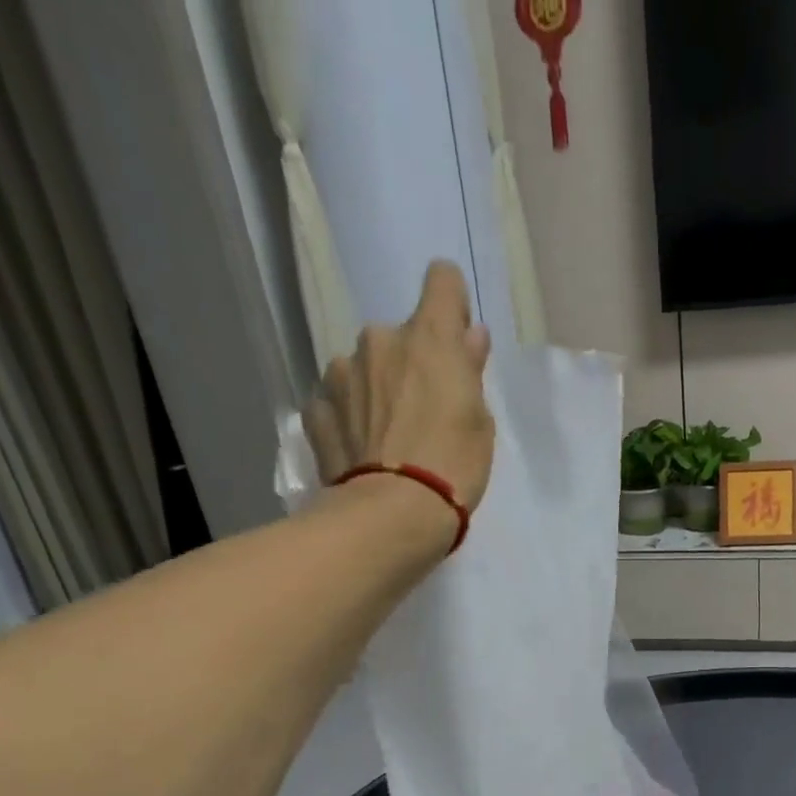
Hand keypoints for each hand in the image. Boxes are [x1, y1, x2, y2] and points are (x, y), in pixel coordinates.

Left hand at [305, 260, 494, 512]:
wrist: (394, 514)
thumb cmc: (453, 466)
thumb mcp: (479, 421)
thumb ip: (469, 372)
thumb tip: (469, 337)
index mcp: (428, 338)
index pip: (442, 281)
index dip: (451, 303)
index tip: (455, 337)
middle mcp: (378, 340)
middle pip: (399, 337)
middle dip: (409, 365)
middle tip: (422, 414)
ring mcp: (340, 374)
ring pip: (362, 369)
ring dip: (374, 390)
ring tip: (387, 439)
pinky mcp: (316, 410)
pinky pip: (336, 403)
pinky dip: (348, 418)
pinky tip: (362, 451)